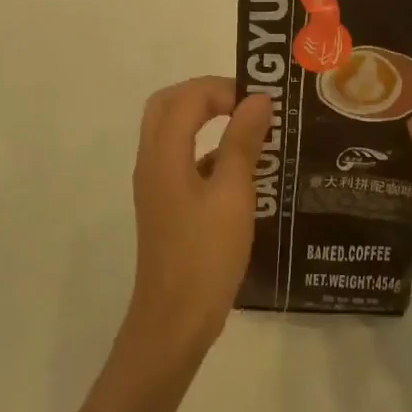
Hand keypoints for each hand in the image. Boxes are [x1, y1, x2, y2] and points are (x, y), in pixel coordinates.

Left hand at [125, 77, 271, 360]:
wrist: (173, 321)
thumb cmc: (206, 256)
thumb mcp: (233, 196)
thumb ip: (242, 143)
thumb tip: (257, 99)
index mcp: (164, 155)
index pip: (186, 98)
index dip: (222, 89)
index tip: (259, 102)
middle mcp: (152, 162)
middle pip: (168, 105)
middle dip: (206, 95)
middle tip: (245, 103)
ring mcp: (154, 184)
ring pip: (171, 131)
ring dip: (204, 119)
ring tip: (248, 127)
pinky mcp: (164, 204)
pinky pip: (180, 158)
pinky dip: (205, 149)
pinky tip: (240, 169)